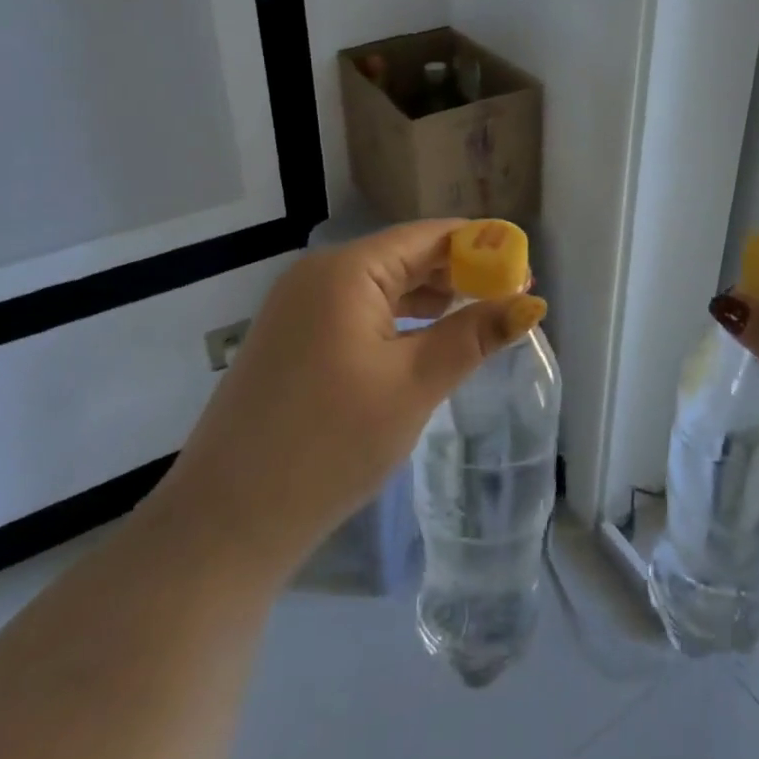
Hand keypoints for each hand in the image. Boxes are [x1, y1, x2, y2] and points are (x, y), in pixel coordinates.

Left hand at [153, 219, 546, 587]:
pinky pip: (359, 312)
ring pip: (383, 286)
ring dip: (432, 299)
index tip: (526, 273)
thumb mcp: (414, 385)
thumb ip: (474, 335)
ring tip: (481, 319)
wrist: (226, 522)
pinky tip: (428, 342)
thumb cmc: (330, 444)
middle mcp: (319, 274)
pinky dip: (399, 321)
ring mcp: (300, 307)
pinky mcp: (293, 339)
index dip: (482, 247)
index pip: (430, 236)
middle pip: (406, 256)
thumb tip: (531, 303)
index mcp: (346, 270)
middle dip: (460, 274)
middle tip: (512, 301)